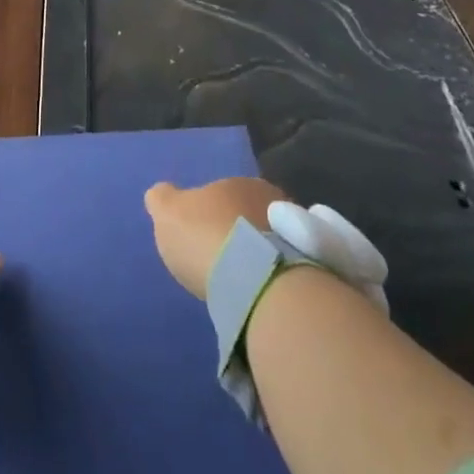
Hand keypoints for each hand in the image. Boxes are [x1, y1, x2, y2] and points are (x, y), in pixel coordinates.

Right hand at [144, 177, 287, 298]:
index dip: (209, 214)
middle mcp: (272, 199)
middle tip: (222, 259)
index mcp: (238, 182)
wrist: (257, 279)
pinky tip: (261, 291)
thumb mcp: (167, 212)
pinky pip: (285, 266)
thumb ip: (162, 199)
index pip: (222, 193)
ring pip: (270, 240)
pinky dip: (273, 274)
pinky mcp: (312, 267)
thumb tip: (161, 193)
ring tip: (242, 280)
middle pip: (248, 215)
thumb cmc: (206, 236)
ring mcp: (296, 232)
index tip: (201, 236)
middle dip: (237, 233)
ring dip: (258, 254)